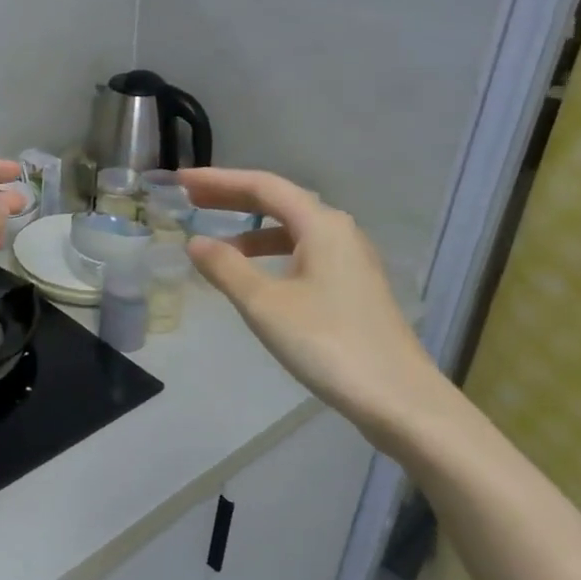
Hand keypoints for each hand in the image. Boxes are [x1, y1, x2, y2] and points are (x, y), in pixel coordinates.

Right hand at [180, 169, 447, 440]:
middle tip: (191, 200)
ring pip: (293, 229)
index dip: (219, 181)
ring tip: (216, 241)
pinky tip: (254, 276)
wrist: (398, 398)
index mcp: (321, 225)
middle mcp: (339, 232)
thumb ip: (226, 268)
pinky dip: (272, 253)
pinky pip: (304, 253)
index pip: (263, 186)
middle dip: (233, 198)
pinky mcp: (353, 287)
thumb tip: (195, 242)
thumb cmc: (327, 343)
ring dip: (252, 229)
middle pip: (280, 202)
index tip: (182, 182)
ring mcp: (350, 260)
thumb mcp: (265, 304)